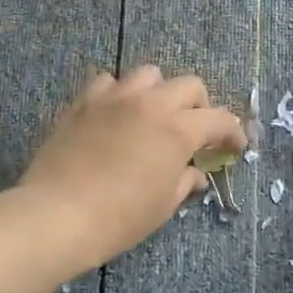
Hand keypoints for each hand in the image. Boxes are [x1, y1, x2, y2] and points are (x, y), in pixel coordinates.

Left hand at [20, 66, 243, 270]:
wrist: (58, 214)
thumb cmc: (119, 217)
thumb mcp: (162, 205)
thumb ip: (184, 181)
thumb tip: (195, 172)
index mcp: (177, 129)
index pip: (219, 119)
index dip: (232, 132)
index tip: (234, 147)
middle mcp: (150, 103)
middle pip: (189, 84)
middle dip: (199, 106)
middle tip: (194, 131)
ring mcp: (114, 98)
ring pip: (149, 74)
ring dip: (159, 91)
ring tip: (152, 115)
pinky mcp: (84, 102)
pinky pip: (108, 82)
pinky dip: (118, 93)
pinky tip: (115, 114)